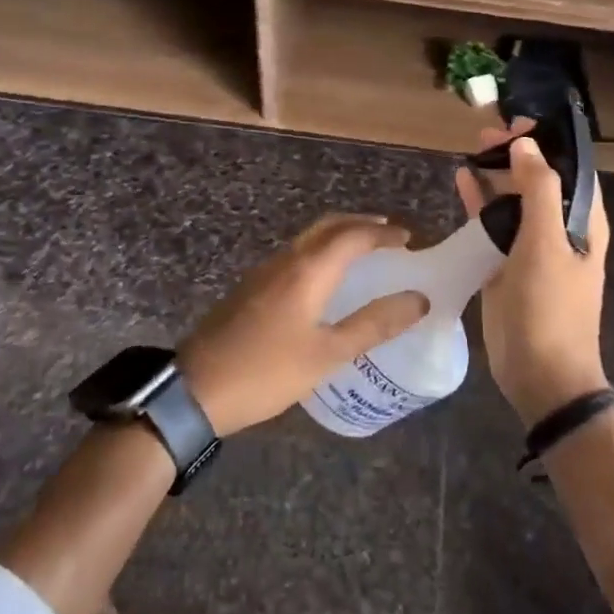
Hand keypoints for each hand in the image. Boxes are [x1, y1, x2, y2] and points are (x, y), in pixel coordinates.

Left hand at [177, 215, 426, 435]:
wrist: (195, 389)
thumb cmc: (267, 372)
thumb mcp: (328, 354)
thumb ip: (374, 325)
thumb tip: (418, 300)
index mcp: (308, 270)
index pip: (353, 236)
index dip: (383, 233)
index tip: (408, 238)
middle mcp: (286, 259)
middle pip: (328, 226)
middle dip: (361, 224)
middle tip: (389, 234)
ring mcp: (264, 271)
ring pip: (308, 238)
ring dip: (339, 235)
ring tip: (363, 251)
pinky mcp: (251, 287)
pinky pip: (295, 254)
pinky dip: (320, 251)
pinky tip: (325, 277)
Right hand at [456, 122, 610, 425]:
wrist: (540, 374)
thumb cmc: (551, 308)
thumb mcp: (547, 244)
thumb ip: (538, 190)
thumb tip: (527, 144)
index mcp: (583, 222)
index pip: (571, 168)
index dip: (549, 141)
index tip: (520, 119)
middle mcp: (560, 229)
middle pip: (539, 179)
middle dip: (517, 153)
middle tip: (487, 132)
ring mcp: (532, 246)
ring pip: (514, 198)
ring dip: (497, 173)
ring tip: (473, 147)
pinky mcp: (506, 263)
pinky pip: (493, 223)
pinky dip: (480, 201)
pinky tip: (462, 179)